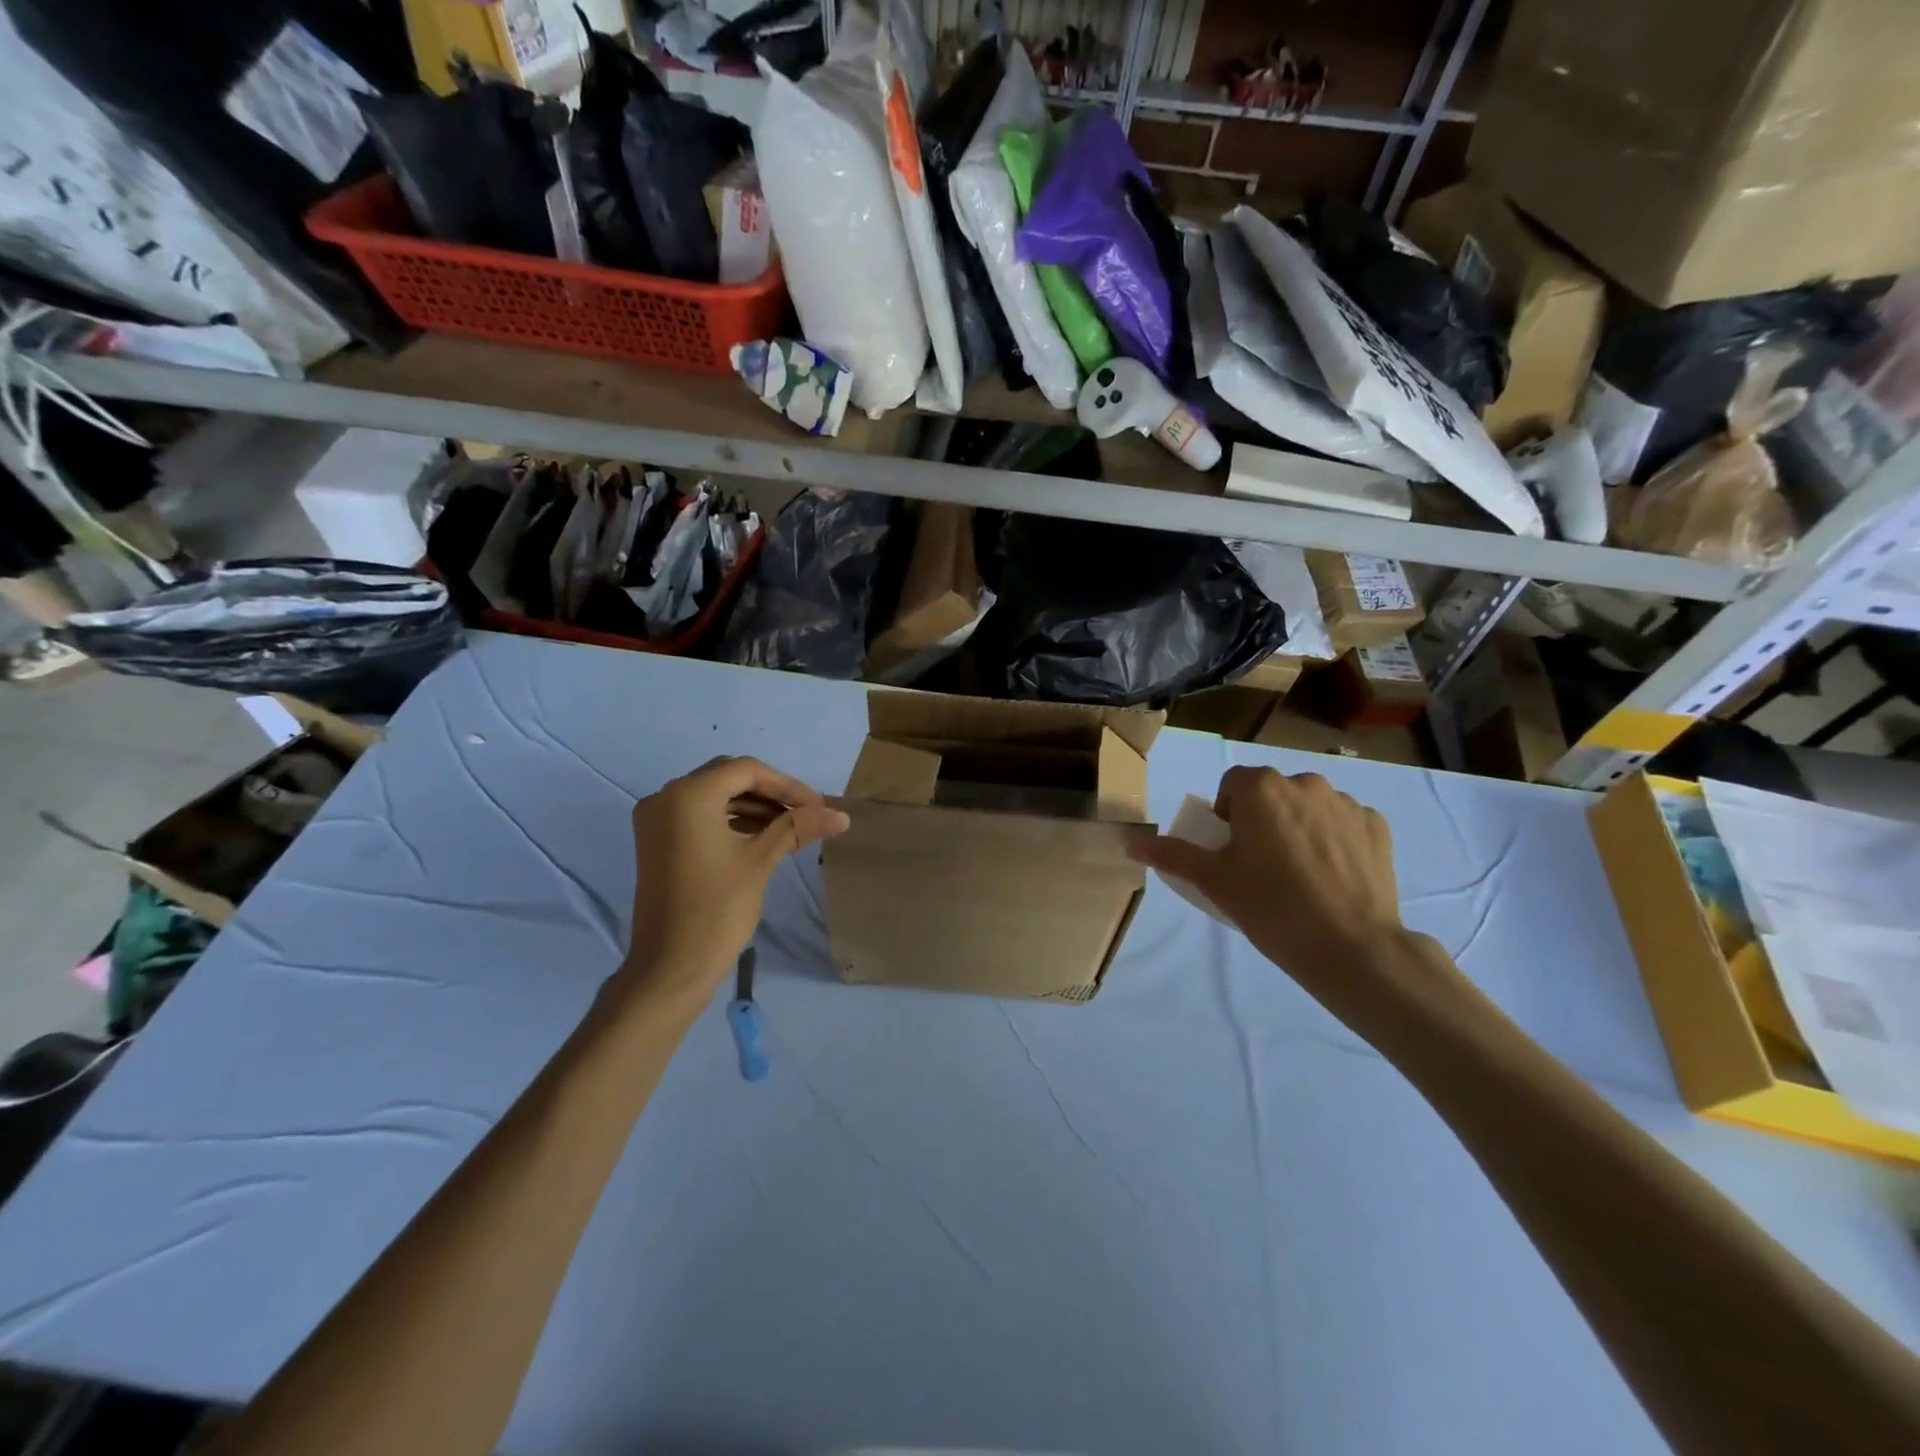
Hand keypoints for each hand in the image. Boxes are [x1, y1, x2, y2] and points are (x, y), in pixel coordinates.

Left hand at [622, 756, 848, 1004]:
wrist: (670, 968)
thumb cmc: (716, 909)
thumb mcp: (760, 860)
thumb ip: (797, 827)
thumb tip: (840, 815)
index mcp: (688, 795)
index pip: (747, 770)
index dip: (788, 785)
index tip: (818, 807)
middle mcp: (665, 798)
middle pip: (729, 778)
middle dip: (771, 793)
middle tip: (807, 814)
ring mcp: (656, 821)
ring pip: (715, 797)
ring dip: (753, 807)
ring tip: (791, 828)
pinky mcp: (657, 843)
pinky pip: (699, 816)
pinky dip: (731, 821)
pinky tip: (762, 838)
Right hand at [1132, 767, 1410, 1011]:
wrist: (1352, 947)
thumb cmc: (1271, 907)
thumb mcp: (1214, 881)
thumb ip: (1173, 855)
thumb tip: (1132, 843)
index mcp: (1261, 789)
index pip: (1233, 784)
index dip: (1227, 814)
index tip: (1231, 850)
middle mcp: (1305, 784)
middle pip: (1272, 793)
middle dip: (1264, 818)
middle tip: (1262, 865)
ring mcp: (1346, 803)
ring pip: (1309, 806)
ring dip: (1300, 826)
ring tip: (1301, 873)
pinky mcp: (1378, 826)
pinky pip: (1345, 823)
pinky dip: (1335, 840)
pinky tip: (1333, 876)